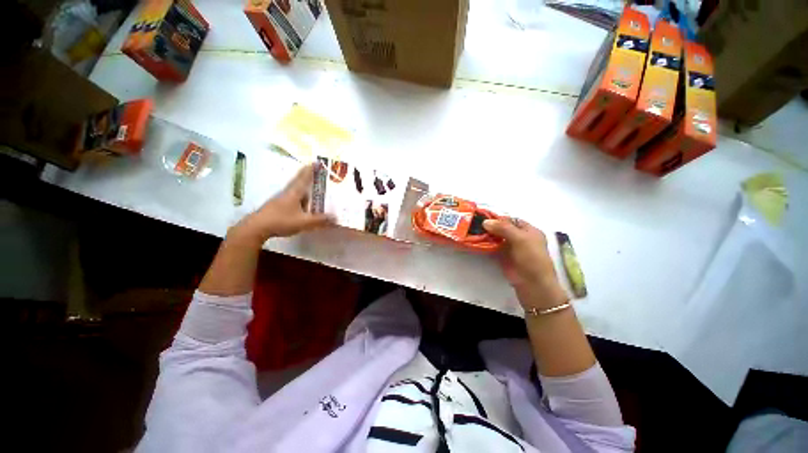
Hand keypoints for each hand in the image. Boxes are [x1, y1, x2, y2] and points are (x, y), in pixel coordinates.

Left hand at [230, 163, 333, 244]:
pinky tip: (304, 207)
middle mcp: (287, 193)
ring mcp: (281, 200)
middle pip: (299, 182)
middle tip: (318, 175)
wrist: (256, 228)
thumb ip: (320, 220)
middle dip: (308, 177)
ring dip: (304, 190)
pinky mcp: (277, 207)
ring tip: (314, 192)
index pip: (303, 178)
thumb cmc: (281, 221)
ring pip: (296, 191)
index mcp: (294, 193)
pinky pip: (293, 200)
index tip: (317, 162)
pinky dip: (301, 200)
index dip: (310, 170)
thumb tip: (336, 218)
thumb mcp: (304, 222)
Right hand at [483, 218, 567, 309]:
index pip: (512, 220)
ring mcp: (511, 248)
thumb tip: (485, 222)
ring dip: (486, 235)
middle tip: (475, 223)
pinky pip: (492, 247)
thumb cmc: (531, 258)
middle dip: (490, 226)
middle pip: (503, 228)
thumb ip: (503, 228)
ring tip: (472, 230)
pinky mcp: (502, 256)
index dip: (499, 218)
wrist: (532, 284)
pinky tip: (475, 240)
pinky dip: (485, 244)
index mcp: (529, 231)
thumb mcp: (520, 239)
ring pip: (497, 237)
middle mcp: (520, 238)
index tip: (483, 216)